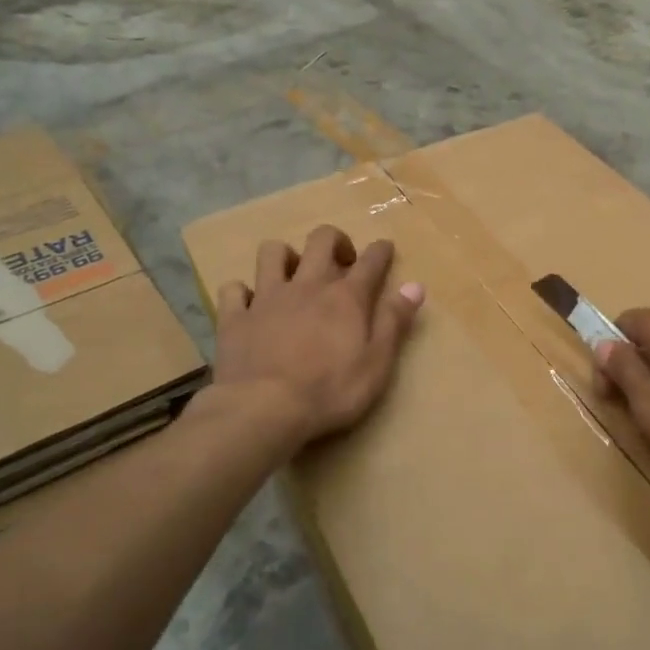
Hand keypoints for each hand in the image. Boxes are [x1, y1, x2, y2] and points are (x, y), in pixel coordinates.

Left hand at [213, 225, 424, 448]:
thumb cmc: (330, 391)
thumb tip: (415, 286)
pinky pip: (234, 289)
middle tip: (341, 260)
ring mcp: (267, 298)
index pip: (370, 261)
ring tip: (293, 274)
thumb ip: (394, 322)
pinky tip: (249, 304)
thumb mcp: (376, 363)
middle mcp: (307, 286)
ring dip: (285, 256)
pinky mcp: (236, 317)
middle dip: (335, 240)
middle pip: (320, 241)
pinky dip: (243, 292)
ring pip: (272, 253)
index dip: (381, 251)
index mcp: (346, 297)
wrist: (263, 409)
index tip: (385, 248)